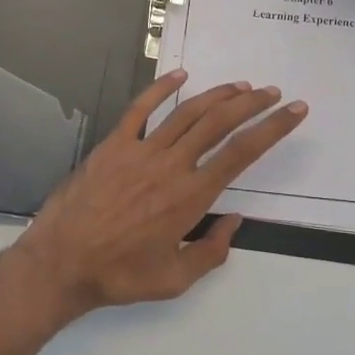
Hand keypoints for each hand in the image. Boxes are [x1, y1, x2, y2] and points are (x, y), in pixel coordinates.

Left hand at [11, 71, 306, 319]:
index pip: (242, 153)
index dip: (273, 128)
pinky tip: (179, 75)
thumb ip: (211, 252)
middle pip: (219, 123)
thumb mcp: (174, 280)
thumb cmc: (119, 274)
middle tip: (272, 92)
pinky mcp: (114, 144)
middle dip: (251, 104)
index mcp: (191, 196)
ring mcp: (141, 150)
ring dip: (217, 95)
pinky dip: (161, 88)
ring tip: (240, 86)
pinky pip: (140, 109)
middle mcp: (172, 165)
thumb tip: (233, 221)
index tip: (294, 112)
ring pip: (187, 112)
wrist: (60, 263)